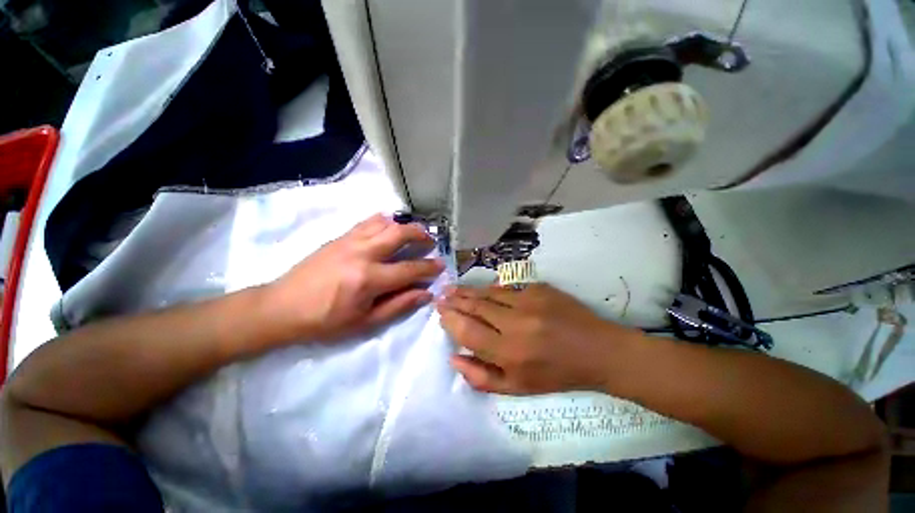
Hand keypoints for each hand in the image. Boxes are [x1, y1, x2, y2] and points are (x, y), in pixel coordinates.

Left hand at [265, 214, 443, 342]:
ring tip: (413, 233)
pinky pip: (367, 222)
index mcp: (369, 279)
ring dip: (403, 225)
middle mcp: (362, 253)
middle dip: (420, 234)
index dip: (429, 267)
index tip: (442, 264)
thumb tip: (425, 293)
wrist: (281, 307)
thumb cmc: (324, 321)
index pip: (409, 269)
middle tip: (431, 240)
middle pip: (399, 233)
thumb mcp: (364, 322)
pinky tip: (389, 228)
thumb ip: (399, 305)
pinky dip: (384, 221)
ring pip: (384, 222)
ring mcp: (349, 241)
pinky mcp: (339, 237)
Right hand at [437, 283, 643, 394]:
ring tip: (454, 289)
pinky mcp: (539, 288)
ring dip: (469, 291)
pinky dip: (492, 289)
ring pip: (489, 293)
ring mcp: (529, 301)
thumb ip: (481, 377)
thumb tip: (454, 359)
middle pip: (476, 306)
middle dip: (455, 300)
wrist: (598, 351)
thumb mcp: (518, 388)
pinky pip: (508, 287)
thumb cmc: (557, 374)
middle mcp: (516, 323)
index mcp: (510, 353)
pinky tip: (484, 289)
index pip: (468, 331)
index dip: (450, 320)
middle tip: (442, 296)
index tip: (441, 313)